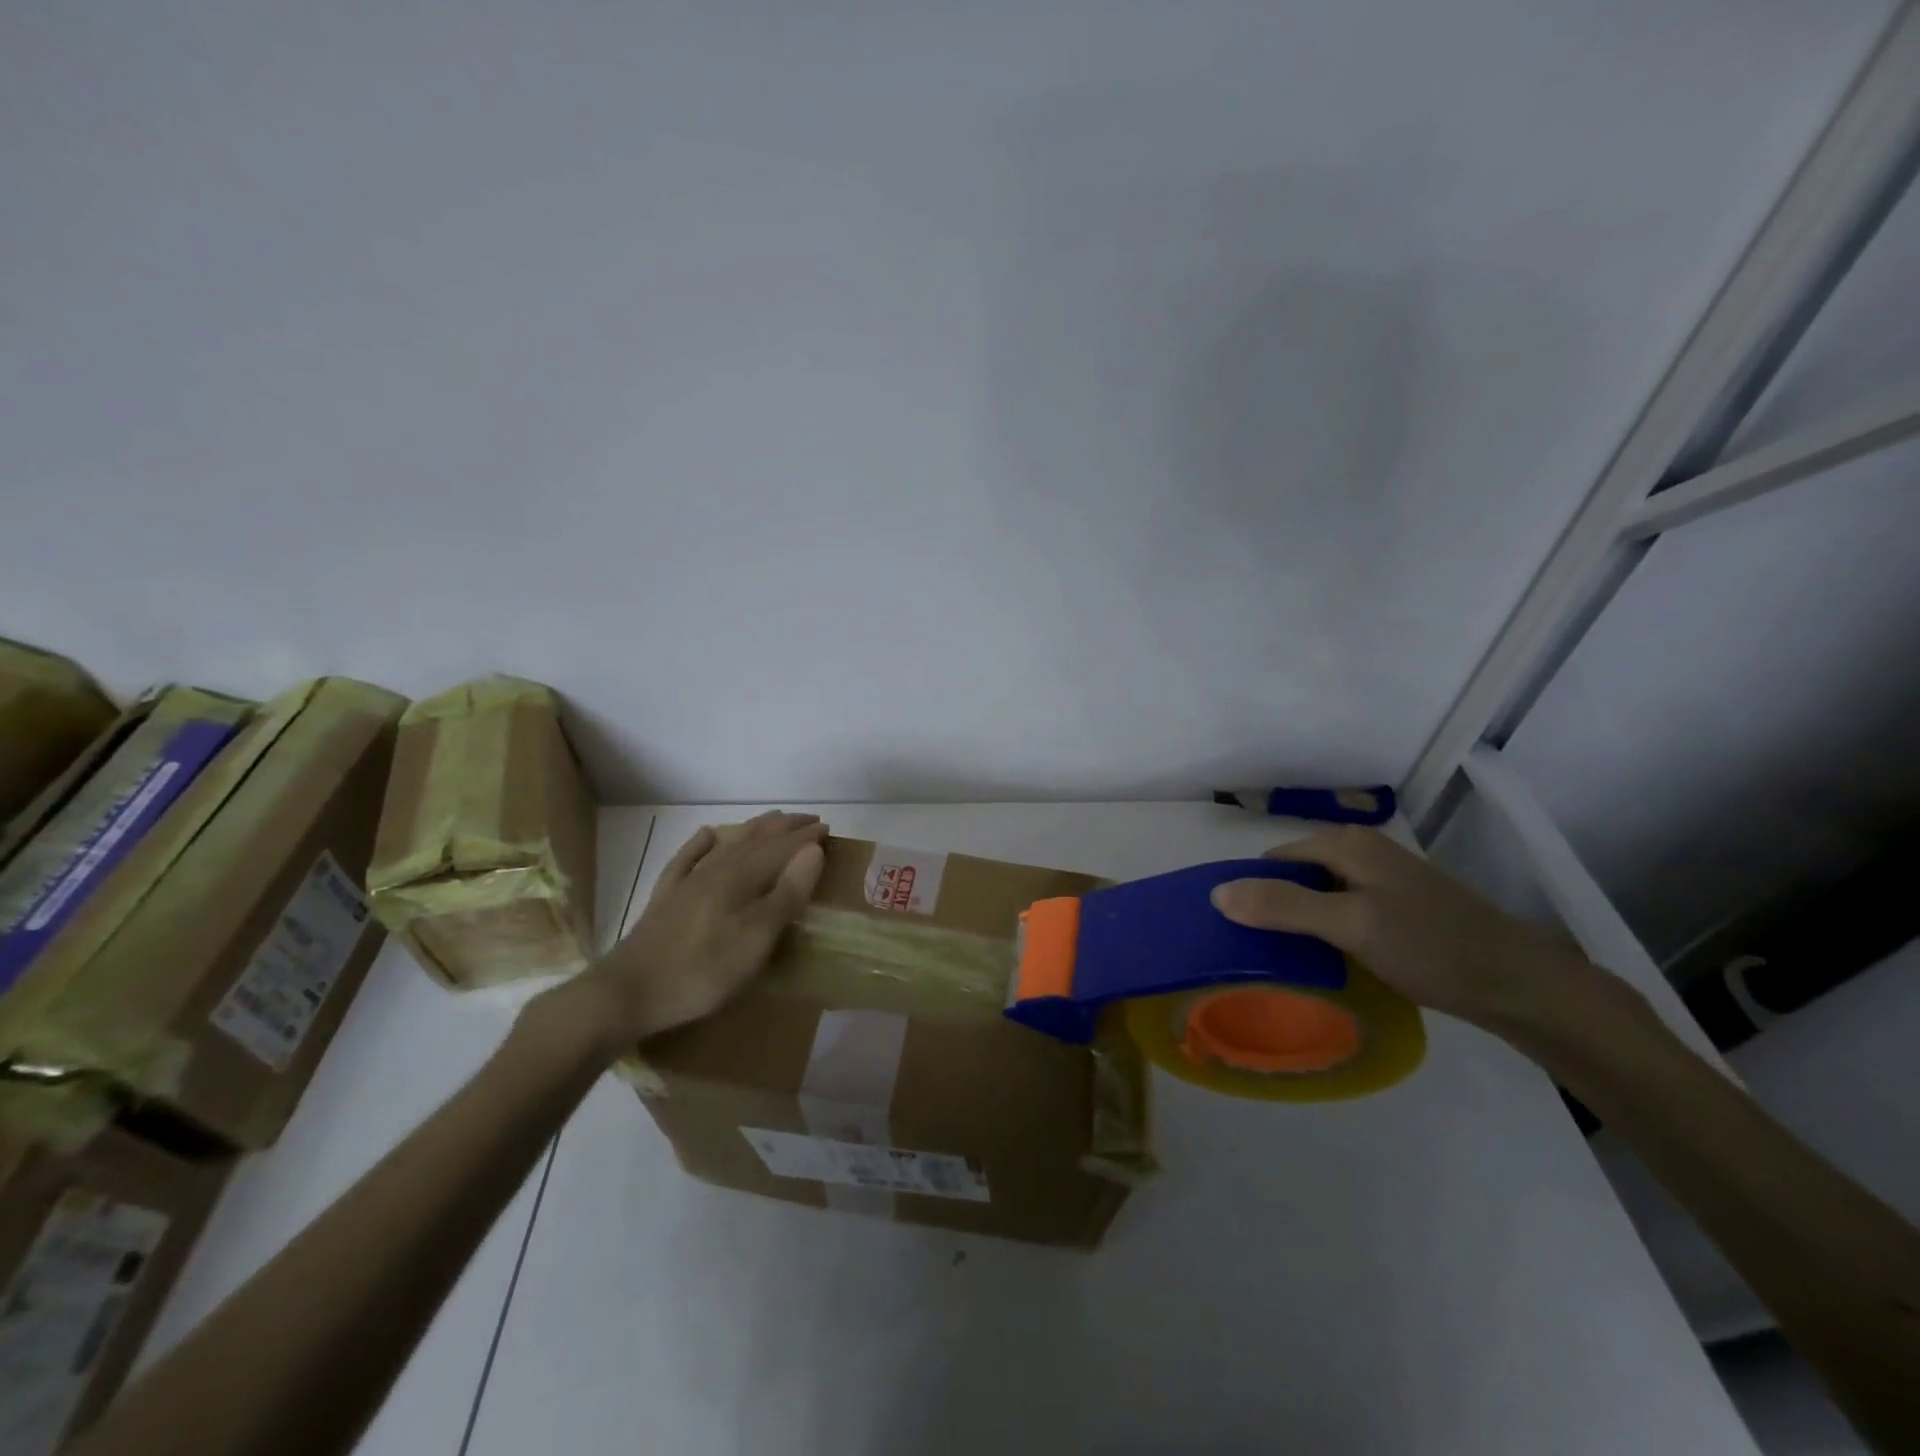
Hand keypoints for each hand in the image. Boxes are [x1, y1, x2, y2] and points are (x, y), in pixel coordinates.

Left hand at [583, 811, 827, 1043]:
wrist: (628, 992)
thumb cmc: (703, 970)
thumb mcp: (757, 938)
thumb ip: (787, 893)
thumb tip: (813, 849)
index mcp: (742, 879)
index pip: (781, 849)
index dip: (806, 837)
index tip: (828, 828)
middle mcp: (716, 871)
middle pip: (756, 841)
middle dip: (784, 828)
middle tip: (808, 819)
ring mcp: (687, 883)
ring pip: (727, 846)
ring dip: (753, 830)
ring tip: (771, 820)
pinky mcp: (666, 900)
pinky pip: (686, 861)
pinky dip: (699, 845)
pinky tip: (705, 835)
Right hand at [1209, 826, 1595, 1031]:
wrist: (1521, 985)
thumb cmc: (1432, 947)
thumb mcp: (1351, 926)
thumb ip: (1283, 906)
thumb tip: (1216, 893)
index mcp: (1346, 844)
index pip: (1273, 860)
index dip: (1253, 893)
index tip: (1242, 936)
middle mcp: (1361, 851)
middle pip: (1295, 876)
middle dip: (1275, 909)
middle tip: (1265, 956)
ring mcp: (1383, 880)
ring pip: (1318, 896)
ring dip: (1302, 924)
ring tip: (1291, 964)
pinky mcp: (1398, 907)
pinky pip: (1343, 911)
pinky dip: (1328, 933)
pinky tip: (1331, 962)